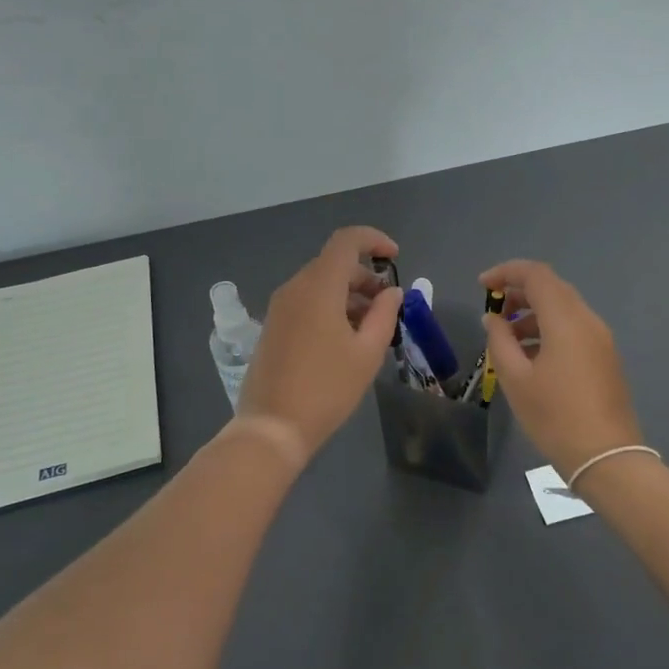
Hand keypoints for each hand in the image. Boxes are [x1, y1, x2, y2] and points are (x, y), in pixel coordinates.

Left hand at [239, 226, 404, 464]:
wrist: (272, 427)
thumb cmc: (327, 389)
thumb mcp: (367, 353)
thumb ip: (384, 314)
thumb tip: (392, 291)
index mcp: (319, 287)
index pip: (346, 241)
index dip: (373, 240)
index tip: (395, 257)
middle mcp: (295, 288)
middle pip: (334, 264)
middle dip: (365, 276)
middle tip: (388, 305)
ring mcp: (279, 307)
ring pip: (320, 284)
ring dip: (349, 294)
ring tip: (371, 327)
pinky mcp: (273, 326)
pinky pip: (306, 302)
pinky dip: (330, 306)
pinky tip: (345, 338)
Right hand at [478, 260, 644, 477]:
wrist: (607, 457)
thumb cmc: (555, 416)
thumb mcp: (515, 378)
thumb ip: (499, 340)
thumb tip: (493, 318)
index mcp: (566, 320)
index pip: (536, 275)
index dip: (506, 272)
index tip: (482, 286)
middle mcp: (588, 320)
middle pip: (552, 288)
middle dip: (519, 292)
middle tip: (492, 310)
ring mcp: (601, 339)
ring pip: (563, 308)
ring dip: (532, 312)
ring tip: (506, 337)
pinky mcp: (605, 357)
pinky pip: (573, 328)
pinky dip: (548, 328)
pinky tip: (530, 355)